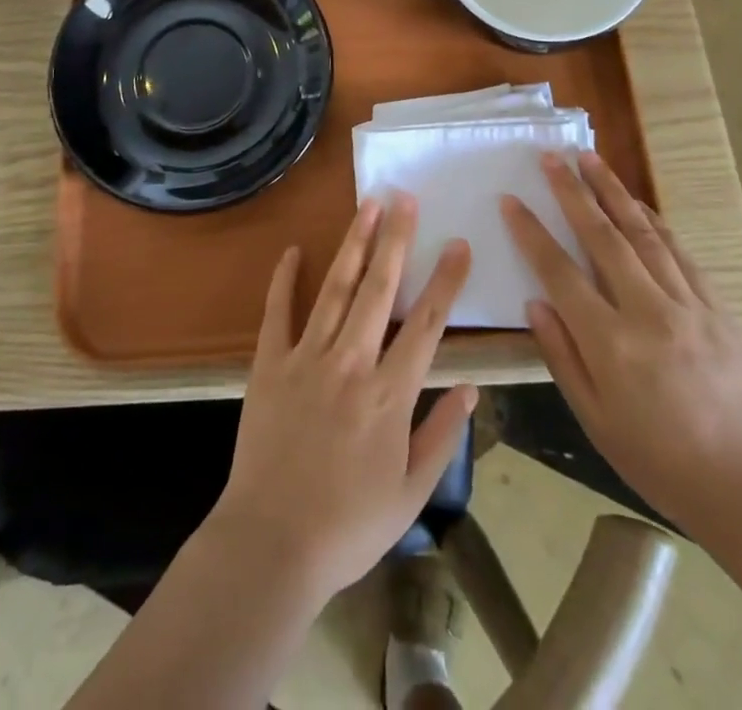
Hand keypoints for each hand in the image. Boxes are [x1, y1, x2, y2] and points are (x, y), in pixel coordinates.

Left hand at [209, 194, 476, 603]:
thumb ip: (442, 436)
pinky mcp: (270, 363)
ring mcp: (306, 357)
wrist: (272, 543)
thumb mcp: (410, 493)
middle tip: (404, 198)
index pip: (427, 325)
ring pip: (336, 288)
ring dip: (353, 244)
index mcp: (389, 394)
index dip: (446, 281)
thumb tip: (471, 387)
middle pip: (380, 289)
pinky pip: (278, 312)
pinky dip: (285, 279)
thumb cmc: (348, 525)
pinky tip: (294, 250)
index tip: (458, 243)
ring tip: (367, 206)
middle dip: (395, 239)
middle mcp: (351, 362)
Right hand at [501, 152, 741, 542]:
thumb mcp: (595, 420)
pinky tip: (640, 205)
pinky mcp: (718, 309)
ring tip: (591, 158)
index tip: (511, 200)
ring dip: (614, 192)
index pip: (559, 271)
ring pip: (644, 234)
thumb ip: (561, 355)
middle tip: (551, 156)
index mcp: (610, 343)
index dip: (531, 232)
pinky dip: (656, 223)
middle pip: (602, 236)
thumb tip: (536, 302)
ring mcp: (688, 306)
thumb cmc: (660, 463)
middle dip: (572, 191)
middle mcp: (648, 312)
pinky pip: (681, 254)